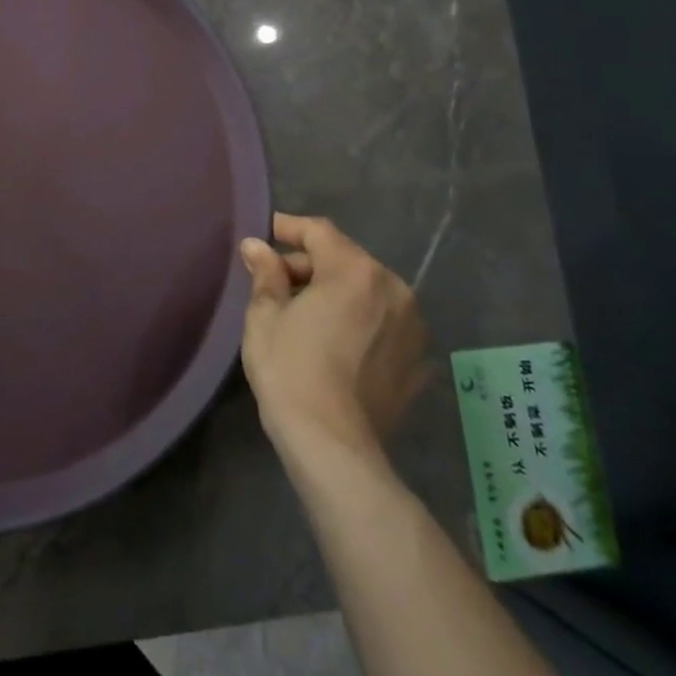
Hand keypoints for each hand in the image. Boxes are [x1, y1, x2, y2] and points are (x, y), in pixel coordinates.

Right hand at [240, 213, 429, 463]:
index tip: (263, 235)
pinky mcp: (417, 362)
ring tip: (306, 315)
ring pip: (368, 292)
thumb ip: (266, 274)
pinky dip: (360, 323)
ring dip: (337, 293)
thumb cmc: (290, 370)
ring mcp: (412, 327)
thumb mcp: (265, 316)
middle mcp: (394, 289)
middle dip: (310, 265)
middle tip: (275, 283)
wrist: (333, 447)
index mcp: (355, 272)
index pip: (319, 232)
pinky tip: (336, 344)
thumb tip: (257, 246)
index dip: (288, 229)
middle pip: (346, 260)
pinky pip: (384, 326)